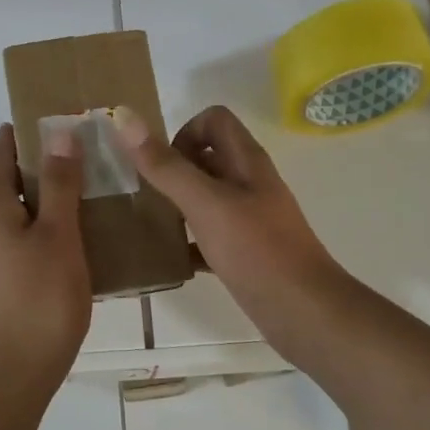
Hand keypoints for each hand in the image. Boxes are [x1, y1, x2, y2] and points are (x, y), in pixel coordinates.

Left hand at [0, 124, 92, 406]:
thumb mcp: (59, 237)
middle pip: (1, 182)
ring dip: (33, 207)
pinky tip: (56, 253)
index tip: (63, 127)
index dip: (30, 134)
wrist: (4, 381)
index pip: (3, 150)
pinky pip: (2, 244)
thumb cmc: (39, 302)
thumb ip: (59, 183)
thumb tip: (58, 131)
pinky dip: (26, 235)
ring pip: (3, 216)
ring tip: (77, 209)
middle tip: (82, 169)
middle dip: (37, 171)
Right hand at [113, 105, 349, 352]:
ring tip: (149, 224)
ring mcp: (250, 218)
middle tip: (146, 195)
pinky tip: (170, 258)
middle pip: (207, 157)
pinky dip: (189, 240)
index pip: (213, 120)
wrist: (305, 312)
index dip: (184, 133)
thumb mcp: (206, 204)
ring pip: (206, 196)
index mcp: (246, 161)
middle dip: (172, 169)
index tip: (163, 167)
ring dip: (177, 204)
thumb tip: (125, 117)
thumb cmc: (257, 251)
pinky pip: (209, 234)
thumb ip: (166, 166)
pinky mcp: (246, 250)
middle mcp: (249, 183)